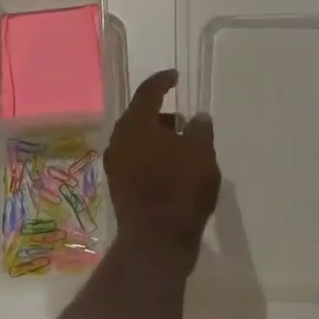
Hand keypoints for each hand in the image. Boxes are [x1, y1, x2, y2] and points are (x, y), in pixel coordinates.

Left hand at [105, 69, 220, 271]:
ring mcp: (116, 165)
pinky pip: (136, 159)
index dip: (162, 81)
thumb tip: (198, 117)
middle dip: (161, 114)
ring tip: (182, 145)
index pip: (148, 92)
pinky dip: (152, 156)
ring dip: (157, 137)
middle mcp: (119, 141)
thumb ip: (201, 130)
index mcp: (136, 125)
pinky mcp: (119, 187)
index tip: (175, 76)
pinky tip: (172, 166)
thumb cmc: (180, 189)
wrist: (156, 241)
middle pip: (140, 116)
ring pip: (137, 140)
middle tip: (183, 118)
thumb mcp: (201, 154)